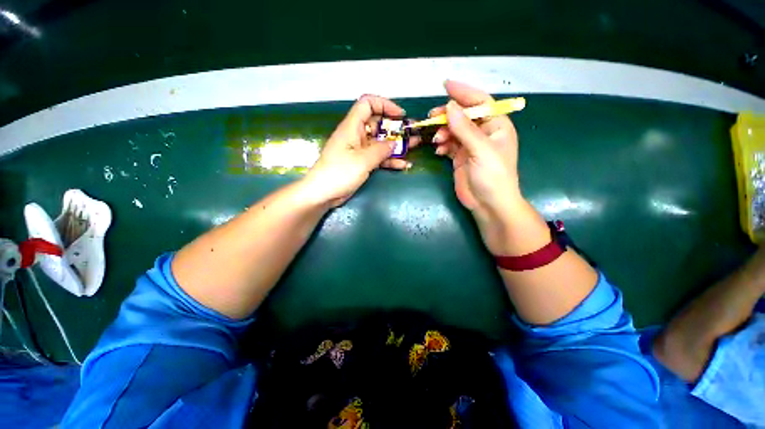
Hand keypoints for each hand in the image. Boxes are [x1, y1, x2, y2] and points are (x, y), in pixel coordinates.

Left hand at [304, 95, 419, 206]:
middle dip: (396, 127)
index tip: (400, 116)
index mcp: (352, 127)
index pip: (367, 104)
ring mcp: (360, 150)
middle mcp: (357, 135)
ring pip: (381, 142)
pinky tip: (404, 164)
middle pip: (378, 124)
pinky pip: (379, 158)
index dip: (385, 105)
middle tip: (413, 132)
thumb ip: (380, 150)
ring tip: (415, 145)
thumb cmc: (339, 173)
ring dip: (397, 144)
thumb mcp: (362, 160)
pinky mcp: (362, 163)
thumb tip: (394, 144)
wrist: (323, 194)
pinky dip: (390, 160)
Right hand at [429, 81, 523, 250]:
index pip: (480, 102)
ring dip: (443, 132)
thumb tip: (449, 106)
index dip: (463, 93)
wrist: (488, 204)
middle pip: (463, 116)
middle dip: (448, 116)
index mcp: (496, 125)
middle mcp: (484, 133)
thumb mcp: (480, 150)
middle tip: (432, 117)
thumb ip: (464, 129)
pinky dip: (442, 144)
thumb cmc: (492, 176)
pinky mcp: (460, 157)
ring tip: (436, 140)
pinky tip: (438, 150)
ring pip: (454, 130)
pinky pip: (449, 144)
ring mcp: (471, 146)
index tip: (445, 86)